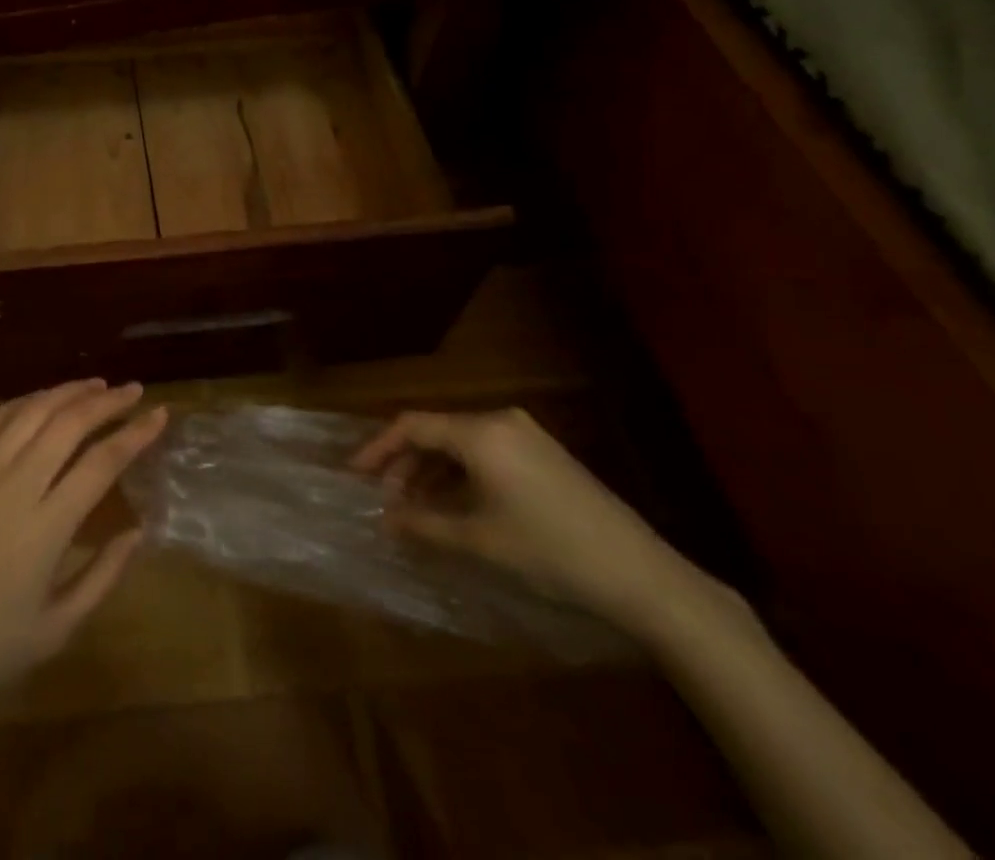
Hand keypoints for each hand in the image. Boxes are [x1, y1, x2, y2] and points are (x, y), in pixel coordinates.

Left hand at [0, 380, 166, 722]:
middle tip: (132, 391)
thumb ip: (104, 575)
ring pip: (30, 412)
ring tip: (94, 385)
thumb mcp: (57, 628)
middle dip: (107, 400)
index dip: (136, 433)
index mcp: (46, 527)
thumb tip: (139, 531)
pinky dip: (22, 403)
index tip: (160, 414)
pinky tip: (39, 401)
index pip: (103, 462)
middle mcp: (14, 486)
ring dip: (66, 392)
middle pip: (69, 423)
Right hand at [351, 407, 698, 631]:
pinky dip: (461, 474)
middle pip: (437, 431)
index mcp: (481, 432)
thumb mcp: (479, 541)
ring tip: (415, 508)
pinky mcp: (544, 454)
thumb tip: (385, 518)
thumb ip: (424, 524)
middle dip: (405, 464)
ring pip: (461, 443)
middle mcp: (501, 420)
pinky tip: (454, 505)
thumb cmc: (550, 552)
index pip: (413, 425)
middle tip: (386, 500)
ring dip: (432, 471)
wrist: (640, 574)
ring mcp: (526, 435)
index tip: (354, 474)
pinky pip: (486, 453)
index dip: (378, 448)